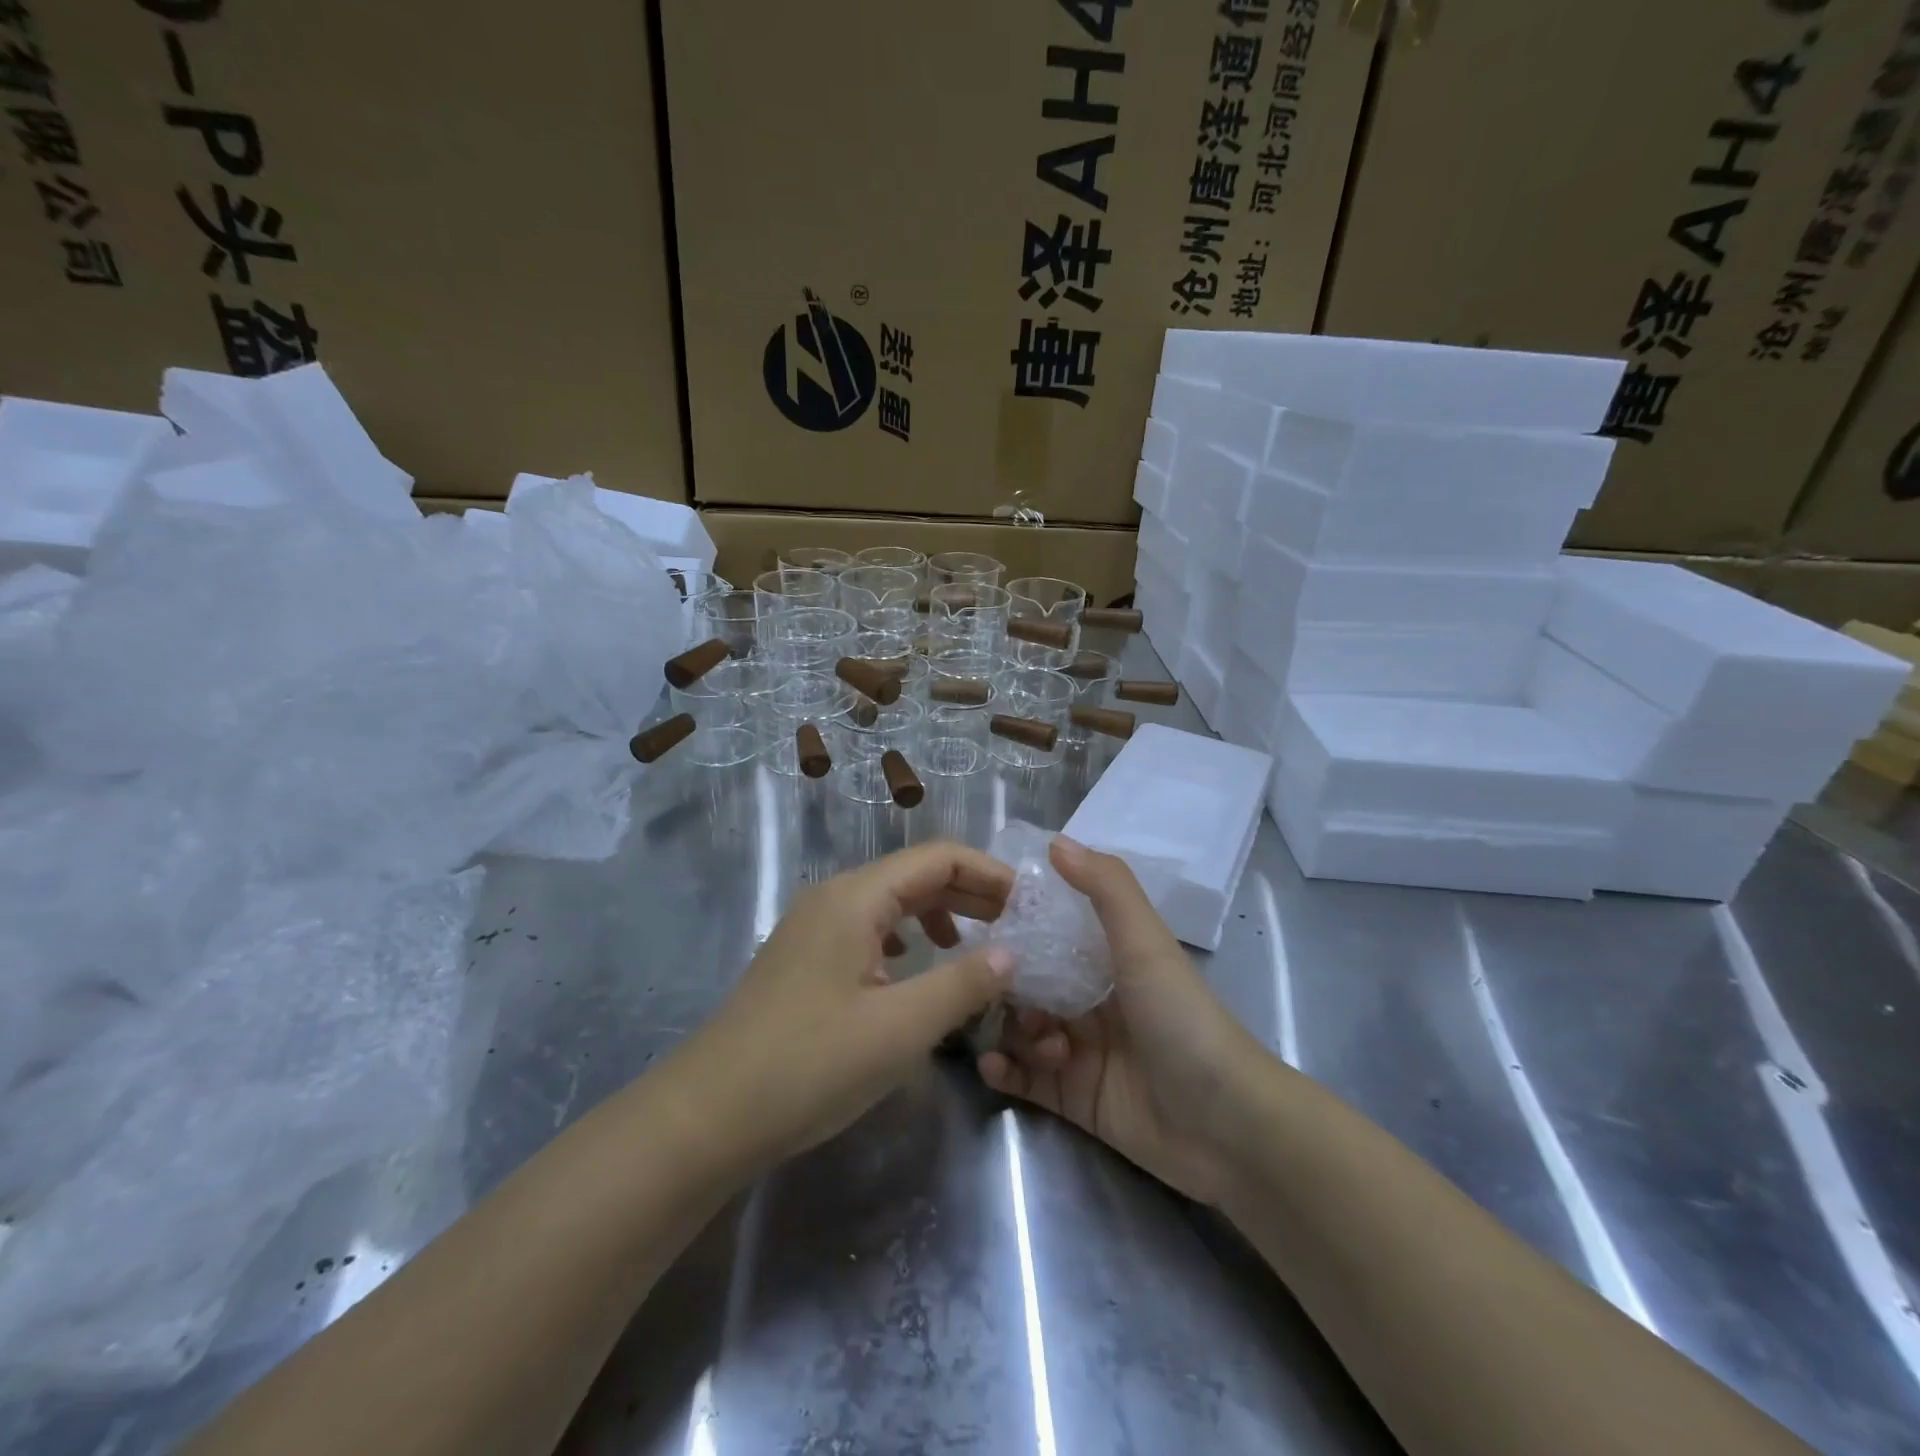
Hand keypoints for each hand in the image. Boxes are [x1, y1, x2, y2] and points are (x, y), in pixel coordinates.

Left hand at [683, 842, 1015, 1171]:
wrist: (707, 1116)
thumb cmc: (809, 1064)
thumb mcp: (900, 1027)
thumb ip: (963, 983)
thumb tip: (1012, 953)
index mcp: (856, 897)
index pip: (939, 857)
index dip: (990, 874)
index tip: (1031, 905)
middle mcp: (835, 898)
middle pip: (916, 875)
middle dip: (971, 892)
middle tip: (1019, 925)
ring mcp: (814, 927)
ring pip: (892, 903)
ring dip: (941, 914)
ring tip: (978, 944)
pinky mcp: (806, 959)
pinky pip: (870, 929)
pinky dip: (908, 938)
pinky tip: (919, 967)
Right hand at [977, 836, 1268, 1205]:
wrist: (1226, 1125)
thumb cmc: (1181, 1018)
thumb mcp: (1145, 943)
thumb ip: (1105, 888)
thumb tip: (1055, 841)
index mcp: (1110, 960)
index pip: (1052, 933)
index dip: (1018, 924)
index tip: (980, 919)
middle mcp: (1092, 1000)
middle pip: (1029, 983)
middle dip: (1006, 985)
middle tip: (987, 989)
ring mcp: (1081, 1051)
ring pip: (1022, 1029)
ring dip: (1013, 1030)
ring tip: (1034, 1041)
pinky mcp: (1073, 1097)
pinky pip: (1024, 1078)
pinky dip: (1004, 1070)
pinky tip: (993, 1066)